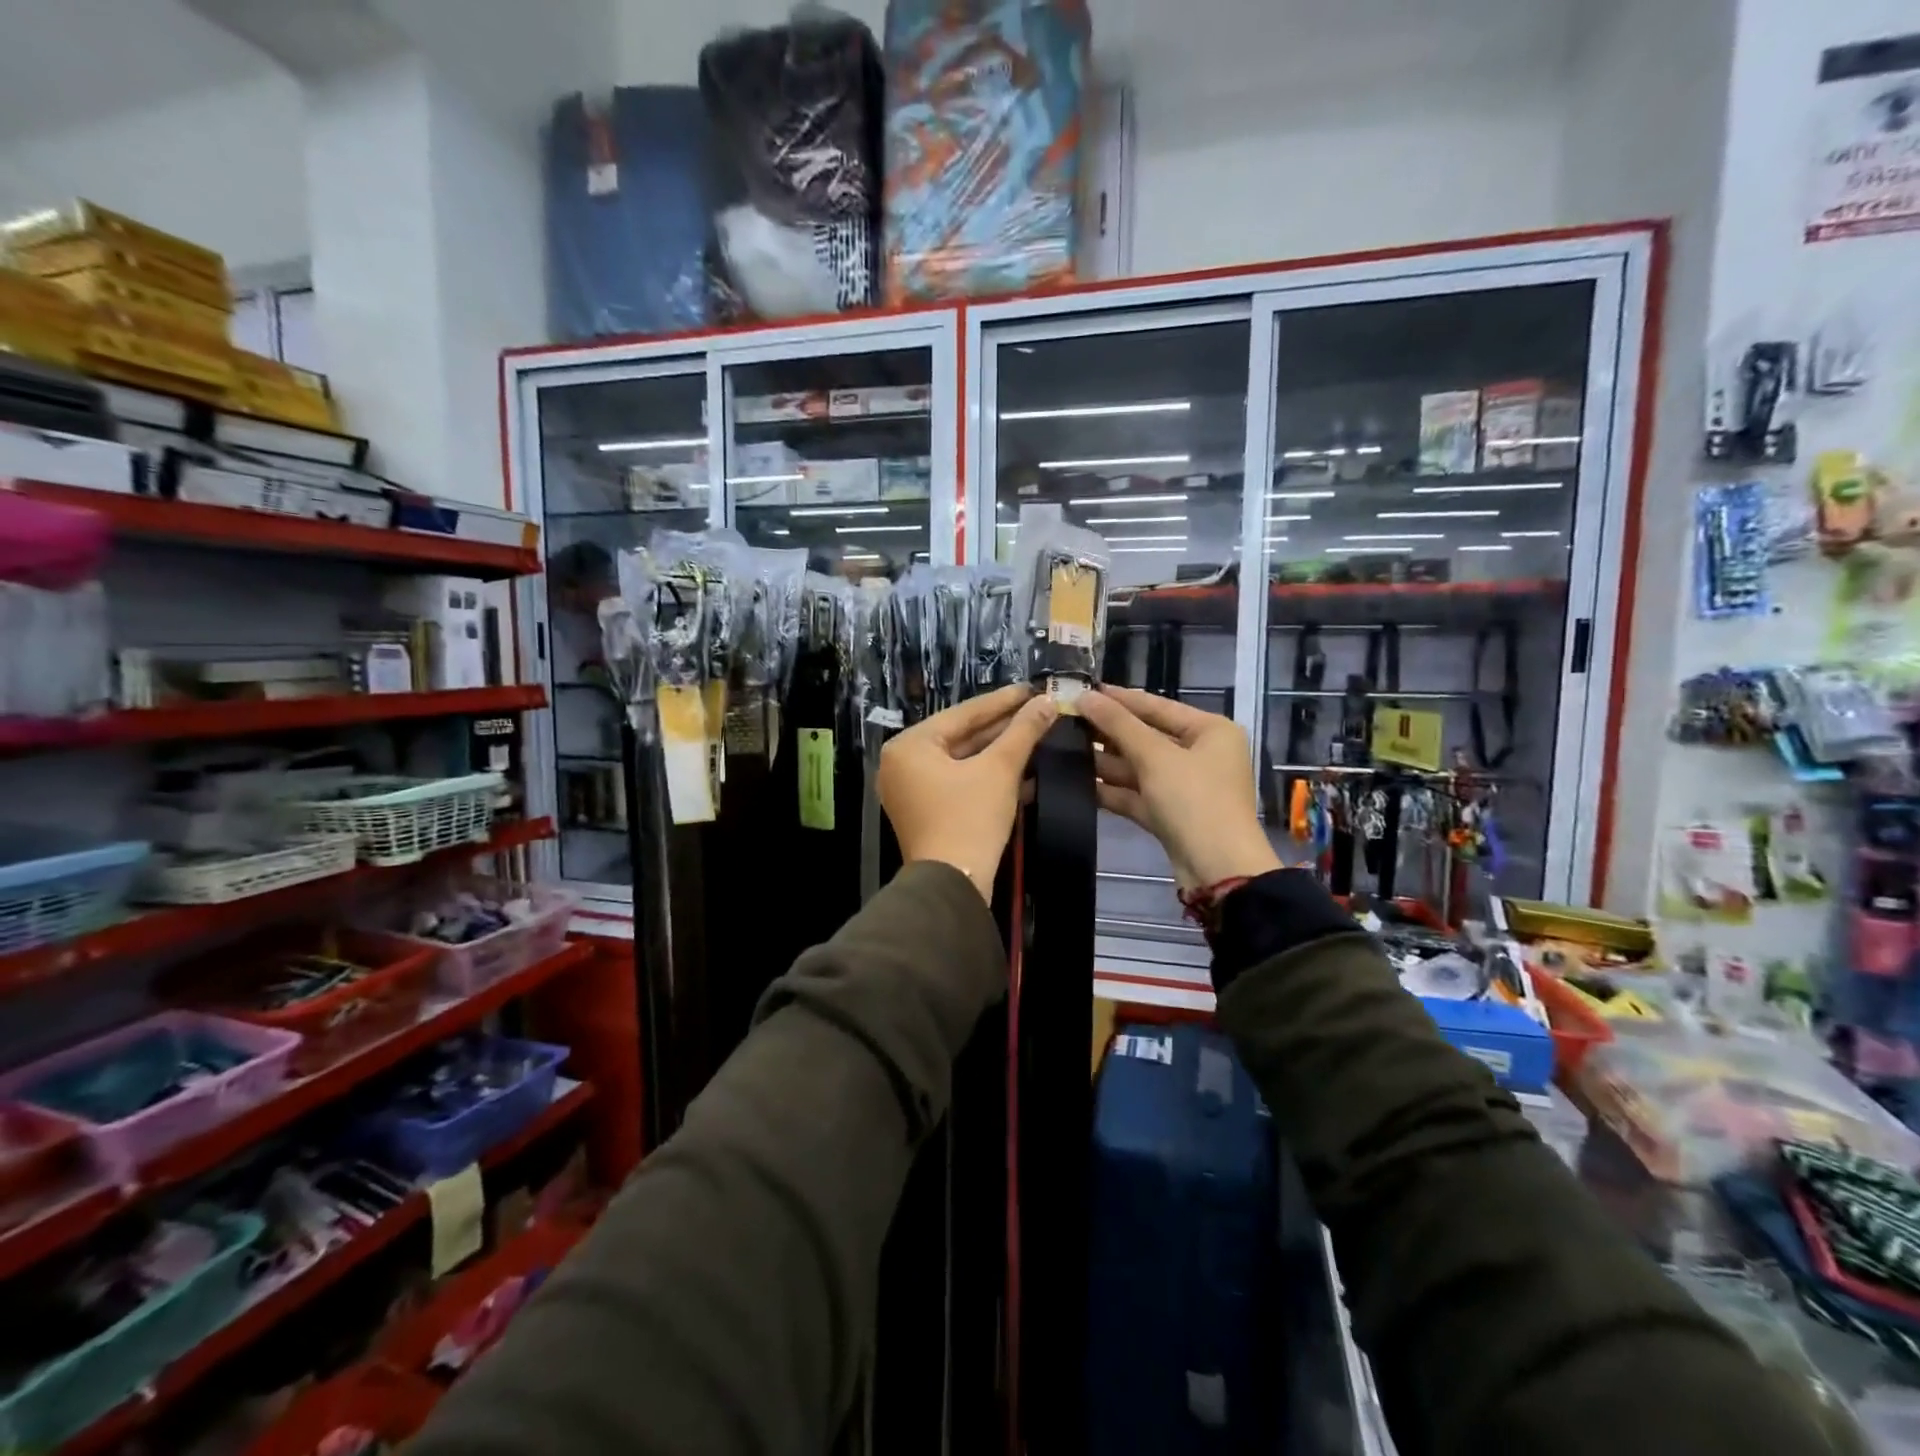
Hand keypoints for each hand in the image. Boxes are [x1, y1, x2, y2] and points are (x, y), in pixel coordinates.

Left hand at [878, 684, 1058, 897]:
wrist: (953, 885)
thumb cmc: (970, 819)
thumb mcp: (1000, 769)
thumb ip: (1022, 732)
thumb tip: (1047, 701)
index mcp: (910, 746)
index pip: (963, 714)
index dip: (1002, 701)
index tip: (1032, 688)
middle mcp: (903, 764)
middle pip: (962, 737)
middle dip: (1003, 728)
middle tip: (1038, 710)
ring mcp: (912, 790)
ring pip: (963, 762)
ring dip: (1000, 753)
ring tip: (1037, 735)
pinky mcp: (927, 812)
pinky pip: (959, 783)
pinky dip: (988, 777)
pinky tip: (1024, 770)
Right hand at [1078, 686, 1280, 889]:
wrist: (1218, 869)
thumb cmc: (1194, 800)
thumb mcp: (1155, 756)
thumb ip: (1118, 724)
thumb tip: (1084, 696)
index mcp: (1210, 730)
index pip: (1157, 706)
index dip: (1118, 698)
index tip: (1082, 690)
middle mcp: (1201, 754)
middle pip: (1146, 736)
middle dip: (1108, 732)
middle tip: (1066, 720)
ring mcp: (1185, 786)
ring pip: (1139, 767)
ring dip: (1105, 761)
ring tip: (1064, 748)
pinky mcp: (1170, 814)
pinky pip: (1137, 793)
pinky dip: (1112, 789)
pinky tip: (1078, 783)